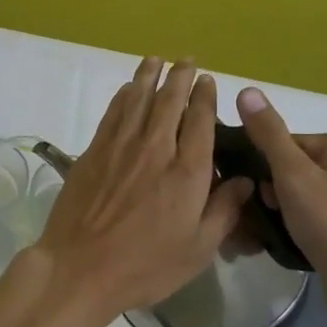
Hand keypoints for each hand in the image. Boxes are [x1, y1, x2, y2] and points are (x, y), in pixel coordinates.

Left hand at [18, 58, 252, 326]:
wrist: (80, 267)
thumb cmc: (145, 265)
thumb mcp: (198, 249)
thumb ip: (224, 210)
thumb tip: (246, 180)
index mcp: (187, 171)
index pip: (200, 120)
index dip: (205, 96)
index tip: (208, 80)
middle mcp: (155, 148)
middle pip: (169, 101)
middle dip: (180, 76)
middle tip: (186, 61)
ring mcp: (121, 146)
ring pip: (138, 99)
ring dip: (149, 76)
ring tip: (157, 60)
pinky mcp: (94, 151)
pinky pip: (113, 113)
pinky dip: (123, 95)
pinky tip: (129, 88)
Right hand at [233, 87, 326, 326]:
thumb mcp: (292, 174)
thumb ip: (268, 133)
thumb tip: (247, 89)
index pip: (285, 144)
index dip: (264, 168)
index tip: (257, 193)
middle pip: (292, 170)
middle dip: (270, 193)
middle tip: (259, 216)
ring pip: (301, 196)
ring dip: (279, 212)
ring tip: (264, 234)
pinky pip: (315, 218)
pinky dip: (297, 226)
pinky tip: (286, 243)